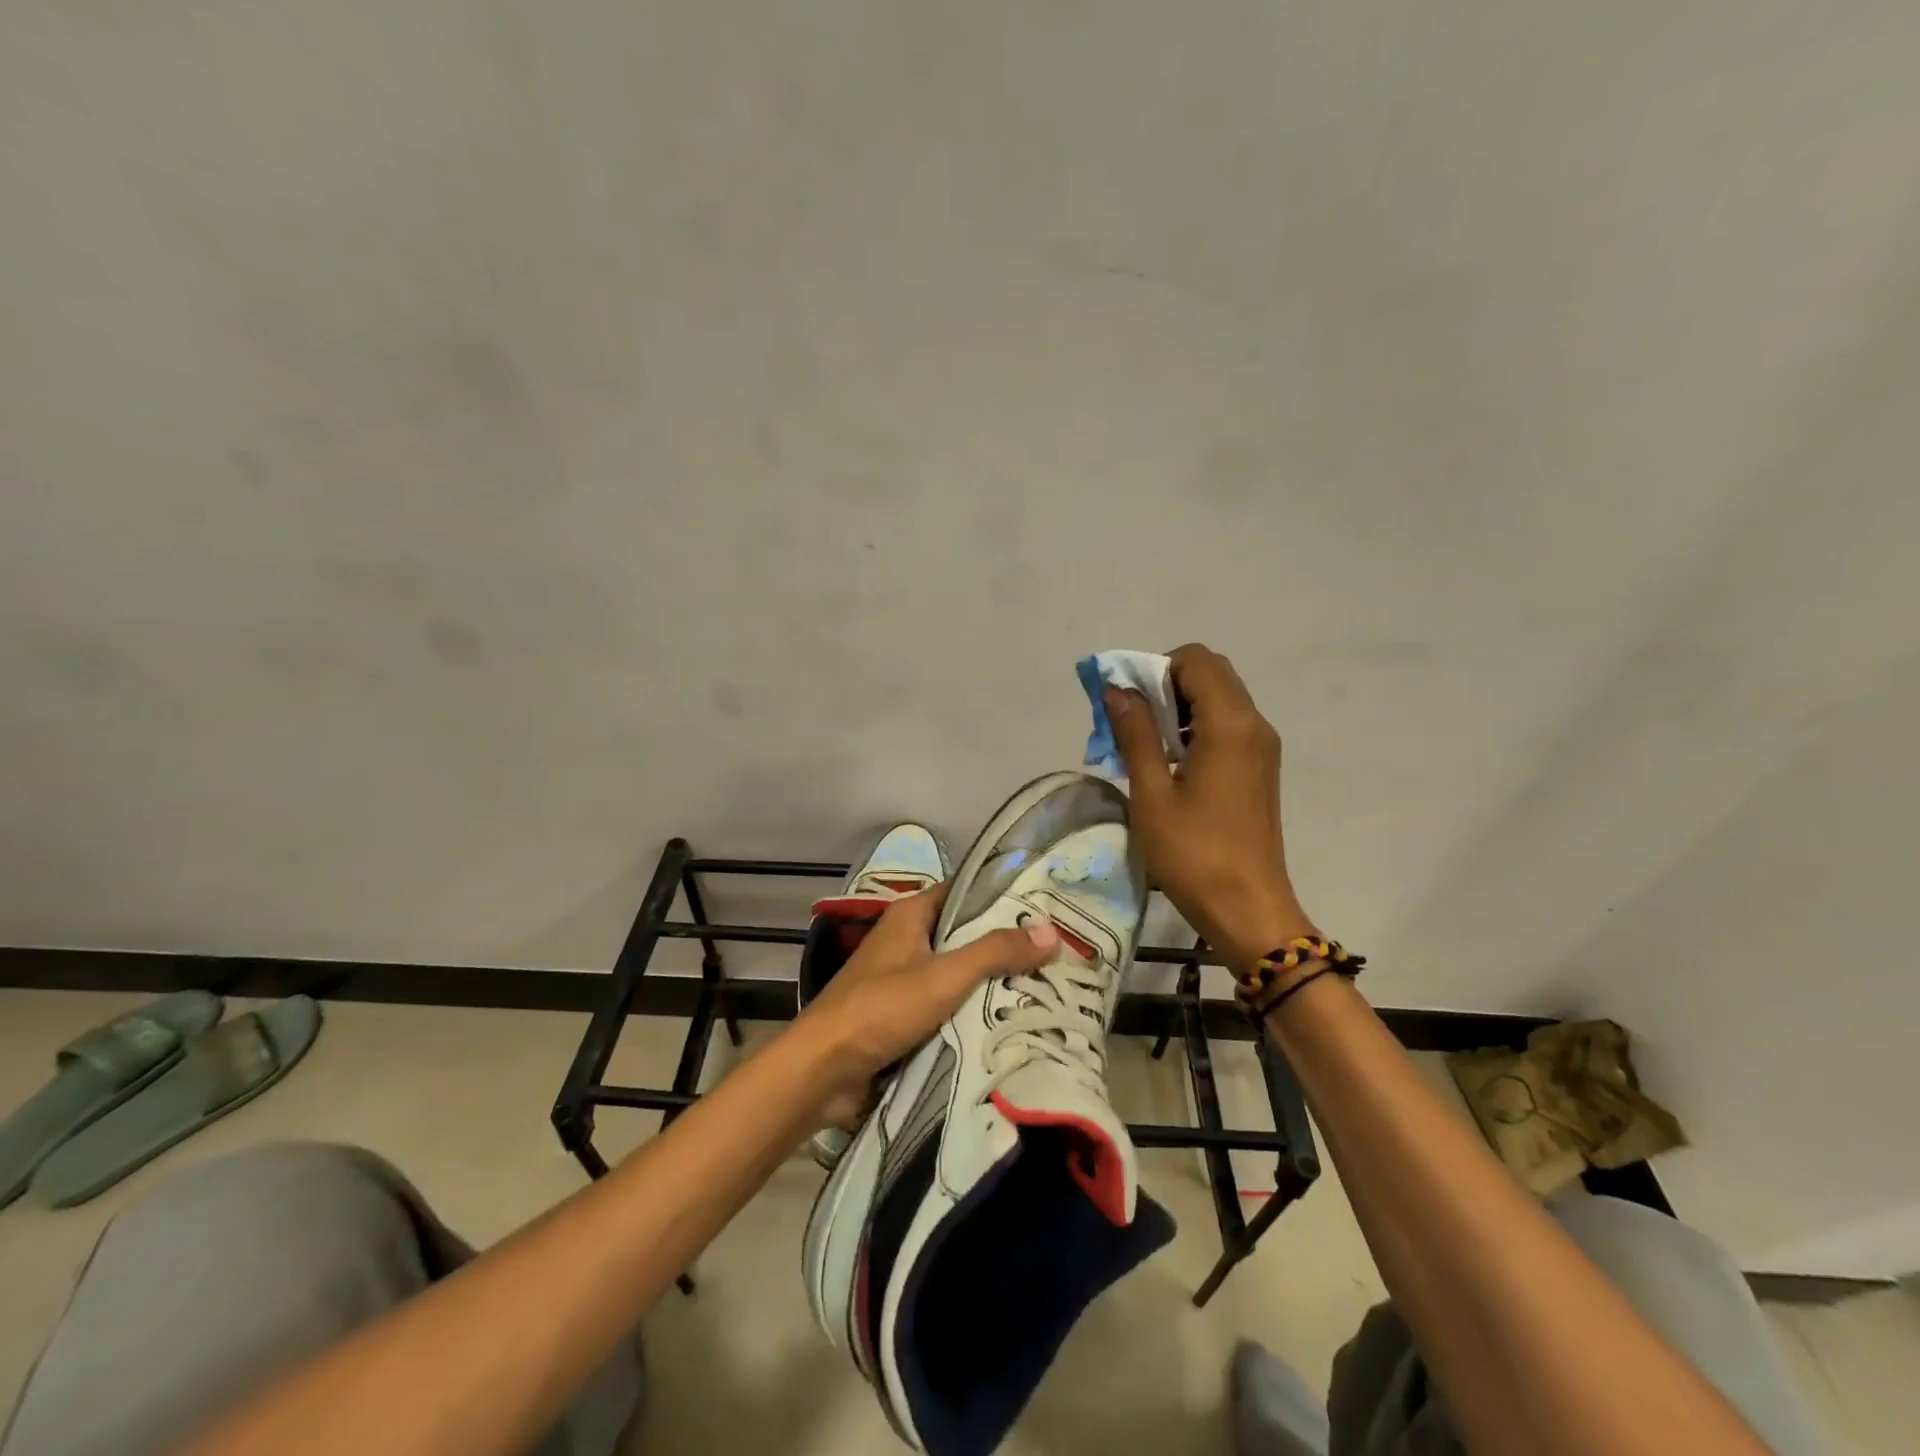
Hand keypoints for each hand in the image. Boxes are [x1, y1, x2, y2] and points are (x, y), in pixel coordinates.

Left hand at [794, 883, 1059, 1129]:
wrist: (822, 1072)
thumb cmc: (880, 1009)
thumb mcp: (943, 976)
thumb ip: (994, 952)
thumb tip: (1051, 931)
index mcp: (910, 916)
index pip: (964, 891)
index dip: (1001, 895)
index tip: (1045, 905)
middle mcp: (907, 941)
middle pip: (965, 935)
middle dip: (1005, 946)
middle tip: (1058, 953)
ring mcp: (904, 981)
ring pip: (959, 975)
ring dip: (992, 984)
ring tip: (1047, 988)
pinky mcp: (903, 1018)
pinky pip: (948, 1008)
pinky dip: (973, 1014)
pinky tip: (1011, 1023)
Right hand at [1106, 643, 1317, 973]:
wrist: (1248, 909)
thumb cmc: (1193, 853)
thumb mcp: (1151, 793)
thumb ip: (1135, 733)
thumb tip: (1117, 689)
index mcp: (1229, 724)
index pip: (1195, 660)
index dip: (1154, 668)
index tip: (1126, 703)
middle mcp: (1254, 724)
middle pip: (1210, 673)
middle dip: (1164, 683)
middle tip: (1131, 721)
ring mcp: (1261, 747)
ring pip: (1219, 699)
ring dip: (1178, 706)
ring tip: (1144, 745)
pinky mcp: (1260, 768)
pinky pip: (1227, 725)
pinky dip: (1195, 727)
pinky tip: (1170, 764)